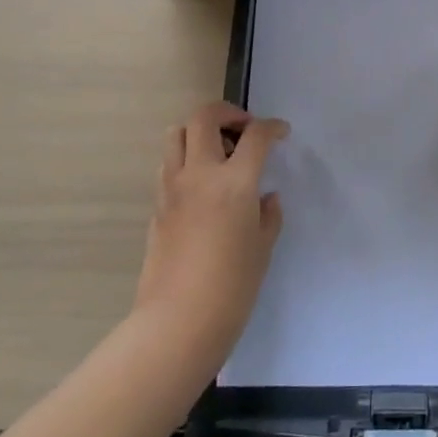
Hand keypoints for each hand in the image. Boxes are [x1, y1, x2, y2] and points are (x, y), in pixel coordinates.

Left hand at [134, 102, 287, 356]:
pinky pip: (168, 165)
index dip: (272, 127)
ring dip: (199, 132)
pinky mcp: (156, 206)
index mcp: (233, 183)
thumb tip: (265, 198)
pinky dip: (185, 160)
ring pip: (176, 134)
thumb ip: (267, 214)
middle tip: (244, 129)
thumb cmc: (232, 288)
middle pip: (204, 117)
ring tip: (218, 153)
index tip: (281, 133)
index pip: (255, 136)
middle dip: (227, 113)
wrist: (177, 323)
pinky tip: (201, 185)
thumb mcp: (262, 248)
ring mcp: (172, 188)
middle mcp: (199, 174)